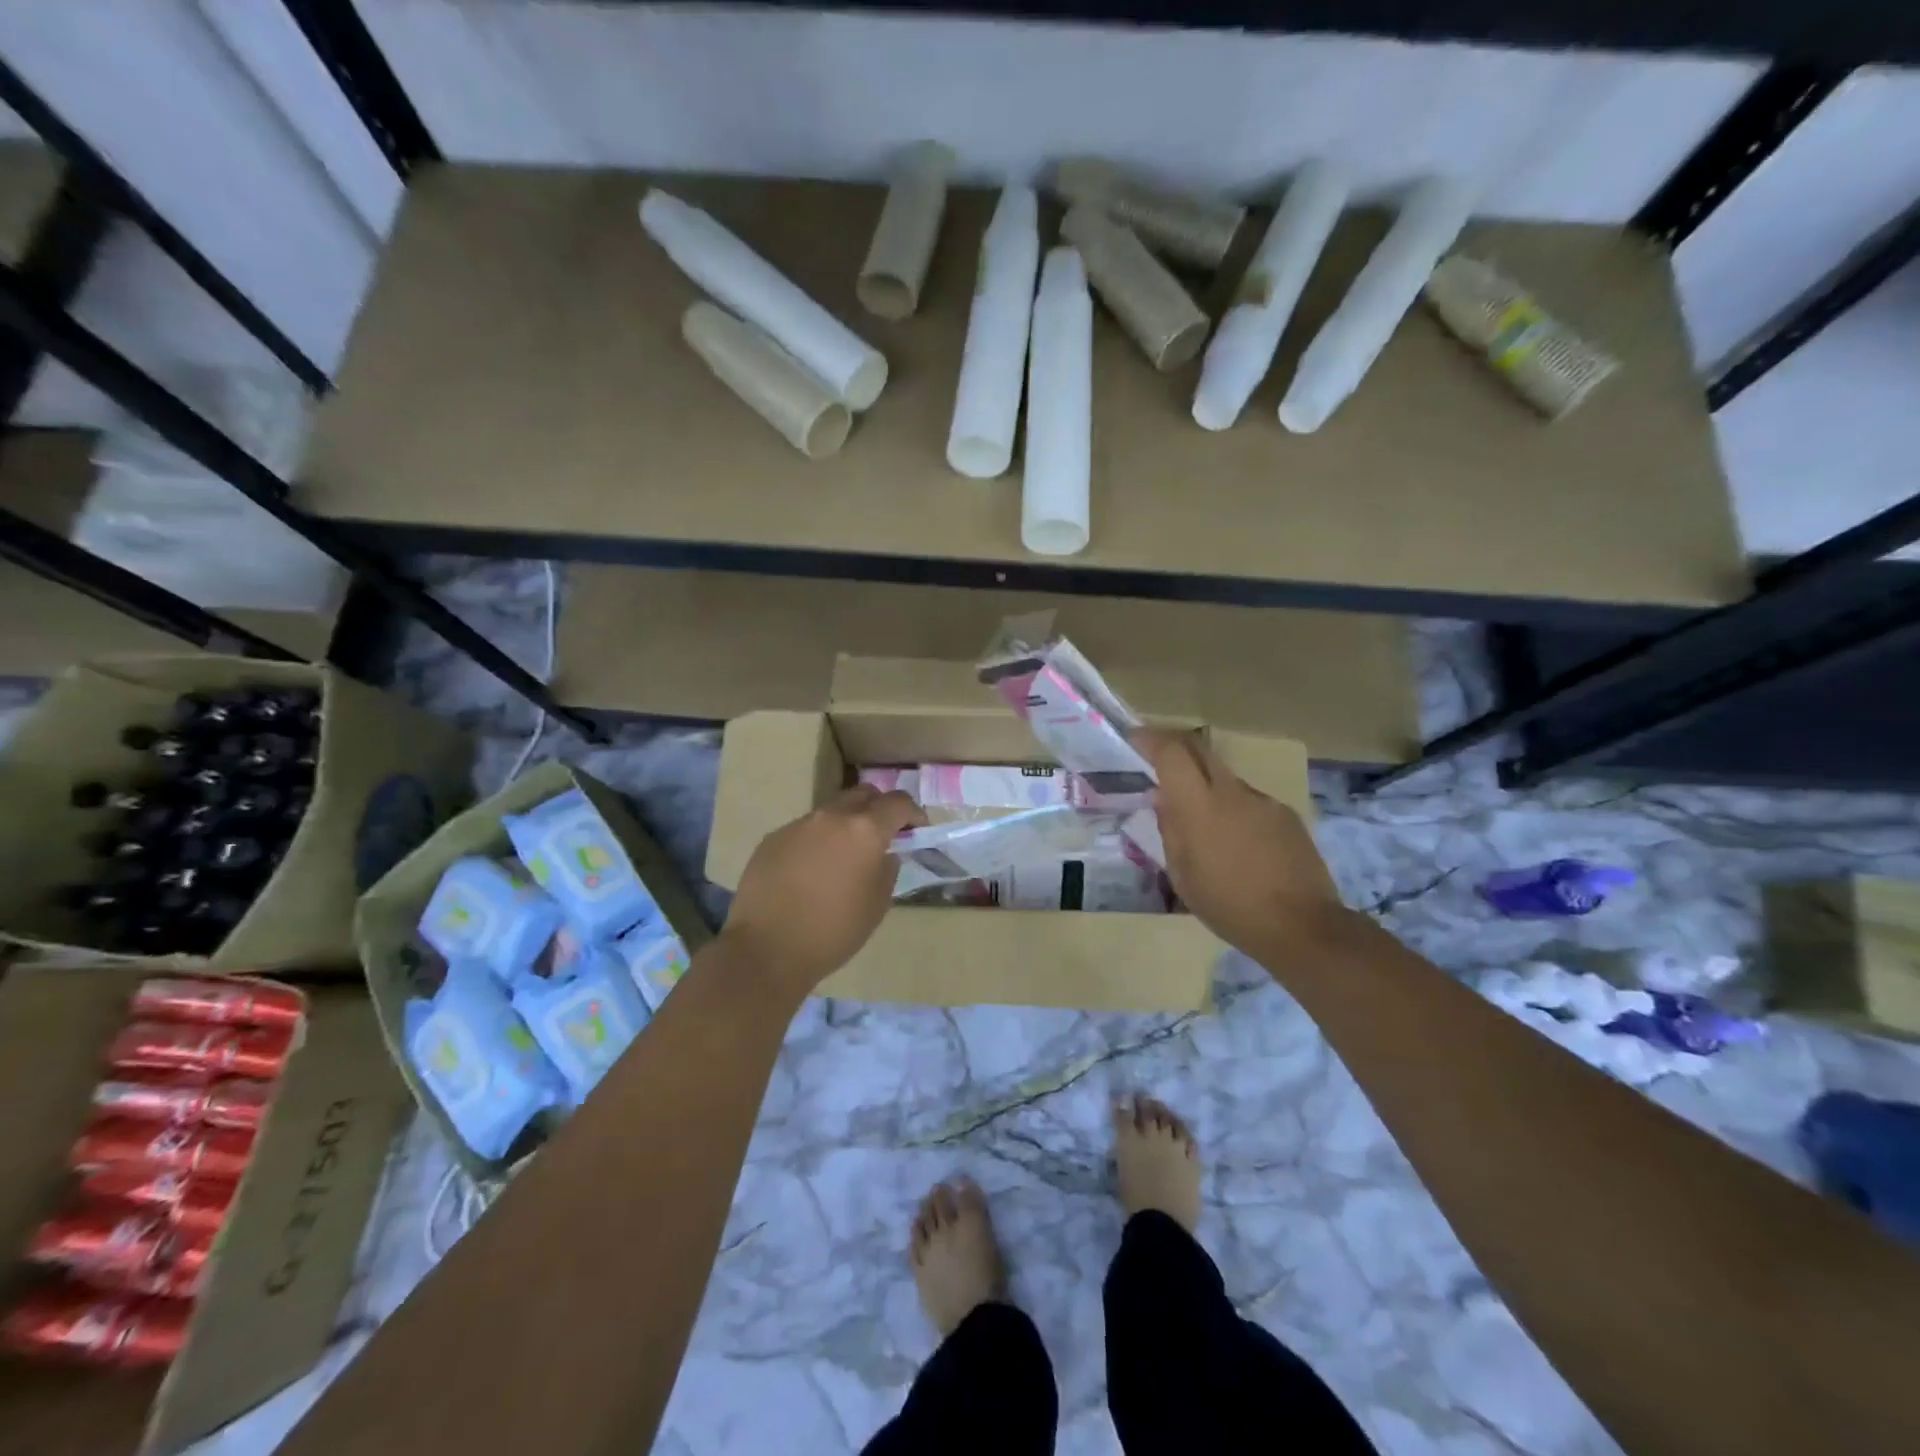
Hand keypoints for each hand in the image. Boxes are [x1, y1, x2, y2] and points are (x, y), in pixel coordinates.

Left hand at [719, 786, 924, 995]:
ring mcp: (798, 825)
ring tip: (844, 856)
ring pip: (831, 812)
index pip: (897, 803)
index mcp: (864, 830)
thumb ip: (887, 870)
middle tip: (882, 834)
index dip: (913, 812)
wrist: (767, 949)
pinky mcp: (773, 838)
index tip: (917, 827)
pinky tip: (811, 871)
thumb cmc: (833, 931)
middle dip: (878, 808)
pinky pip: (804, 830)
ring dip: (845, 825)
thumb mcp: (877, 905)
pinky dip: (817, 841)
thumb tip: (884, 854)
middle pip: (862, 794)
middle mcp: (831, 817)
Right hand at [1133, 729, 1349, 960]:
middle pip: (1200, 751)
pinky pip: (1249, 801)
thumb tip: (1164, 800)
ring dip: (1207, 787)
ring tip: (1203, 825)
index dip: (1151, 739)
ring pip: (1225, 779)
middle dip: (1176, 748)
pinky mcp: (1286, 815)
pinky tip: (1238, 844)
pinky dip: (1234, 810)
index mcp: (1200, 807)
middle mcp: (1232, 792)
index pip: (1173, 753)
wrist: (1301, 926)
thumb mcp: (1183, 875)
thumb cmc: (1229, 906)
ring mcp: (1263, 801)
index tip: (1135, 738)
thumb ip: (1170, 830)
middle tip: (1158, 762)